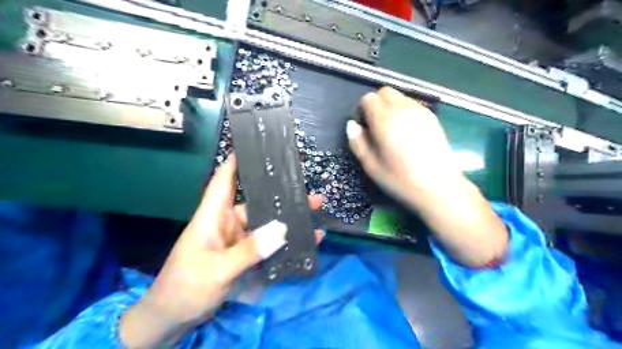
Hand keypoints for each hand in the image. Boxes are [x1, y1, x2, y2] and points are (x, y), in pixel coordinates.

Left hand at [122, 155, 325, 347]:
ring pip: (266, 224)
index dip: (235, 163)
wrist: (173, 320)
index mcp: (212, 217)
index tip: (254, 148)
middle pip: (256, 203)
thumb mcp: (217, 270)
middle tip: (307, 189)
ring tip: (314, 210)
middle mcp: (227, 224)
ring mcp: (238, 241)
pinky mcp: (244, 256)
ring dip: (288, 219)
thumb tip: (282, 228)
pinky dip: (285, 242)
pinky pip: (268, 245)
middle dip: (280, 195)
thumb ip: (250, 250)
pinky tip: (307, 240)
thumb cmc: (185, 288)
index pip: (223, 182)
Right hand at [347, 87, 507, 267]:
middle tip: (375, 127)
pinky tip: (406, 133)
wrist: (439, 188)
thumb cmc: (400, 179)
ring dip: (390, 107)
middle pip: (385, 92)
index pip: (368, 99)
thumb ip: (358, 142)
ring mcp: (421, 111)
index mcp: (385, 119)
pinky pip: (412, 105)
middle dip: (376, 104)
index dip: (361, 111)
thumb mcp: (371, 165)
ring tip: (391, 130)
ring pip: (400, 97)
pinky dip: (404, 111)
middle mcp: (403, 108)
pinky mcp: (432, 117)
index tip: (363, 127)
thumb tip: (352, 125)